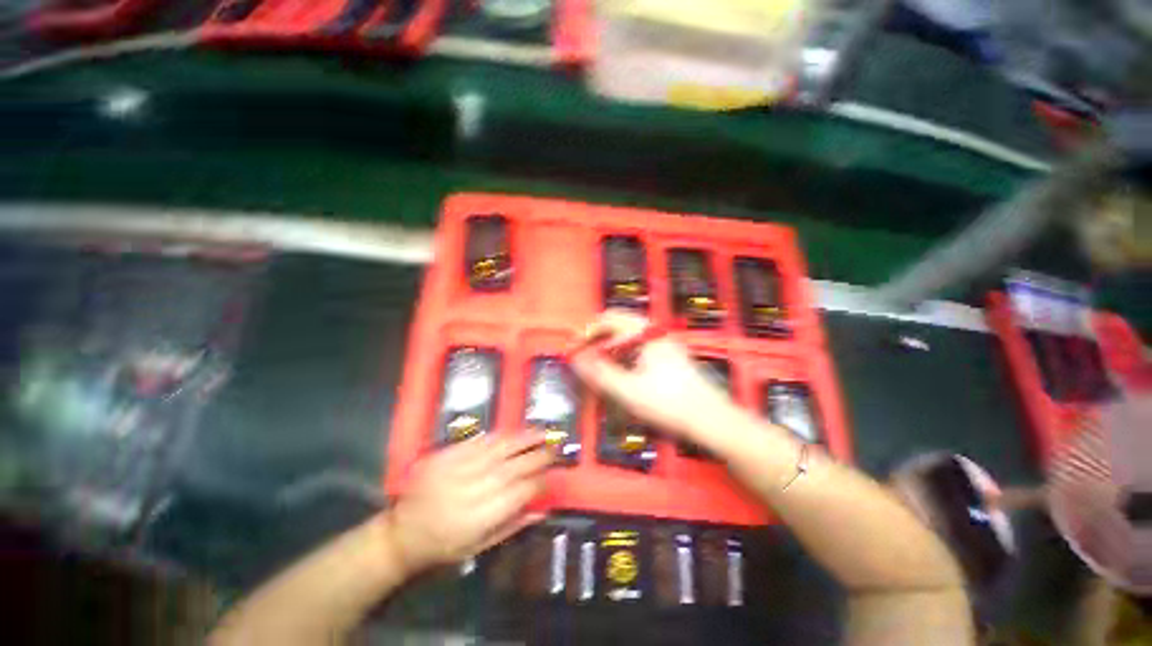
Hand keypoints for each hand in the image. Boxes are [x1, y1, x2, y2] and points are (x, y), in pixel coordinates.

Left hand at [385, 434, 550, 573]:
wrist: (402, 532)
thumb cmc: (444, 545)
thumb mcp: (478, 548)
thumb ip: (512, 526)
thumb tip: (543, 509)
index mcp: (478, 518)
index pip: (518, 493)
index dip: (539, 481)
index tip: (552, 473)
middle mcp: (470, 490)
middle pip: (512, 468)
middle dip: (538, 455)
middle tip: (556, 447)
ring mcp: (457, 469)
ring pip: (498, 449)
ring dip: (524, 439)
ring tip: (543, 432)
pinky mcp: (446, 455)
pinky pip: (478, 442)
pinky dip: (500, 436)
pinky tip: (514, 433)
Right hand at [570, 310, 735, 440]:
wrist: (712, 419)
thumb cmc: (669, 403)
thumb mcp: (628, 391)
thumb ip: (599, 374)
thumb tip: (576, 360)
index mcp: (646, 333)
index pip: (609, 319)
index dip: (588, 331)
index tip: (575, 347)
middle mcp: (655, 331)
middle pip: (620, 323)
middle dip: (599, 336)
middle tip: (585, 354)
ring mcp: (664, 342)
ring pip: (630, 334)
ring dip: (611, 344)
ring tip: (600, 363)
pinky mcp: (669, 354)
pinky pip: (640, 344)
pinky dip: (624, 351)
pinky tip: (622, 369)